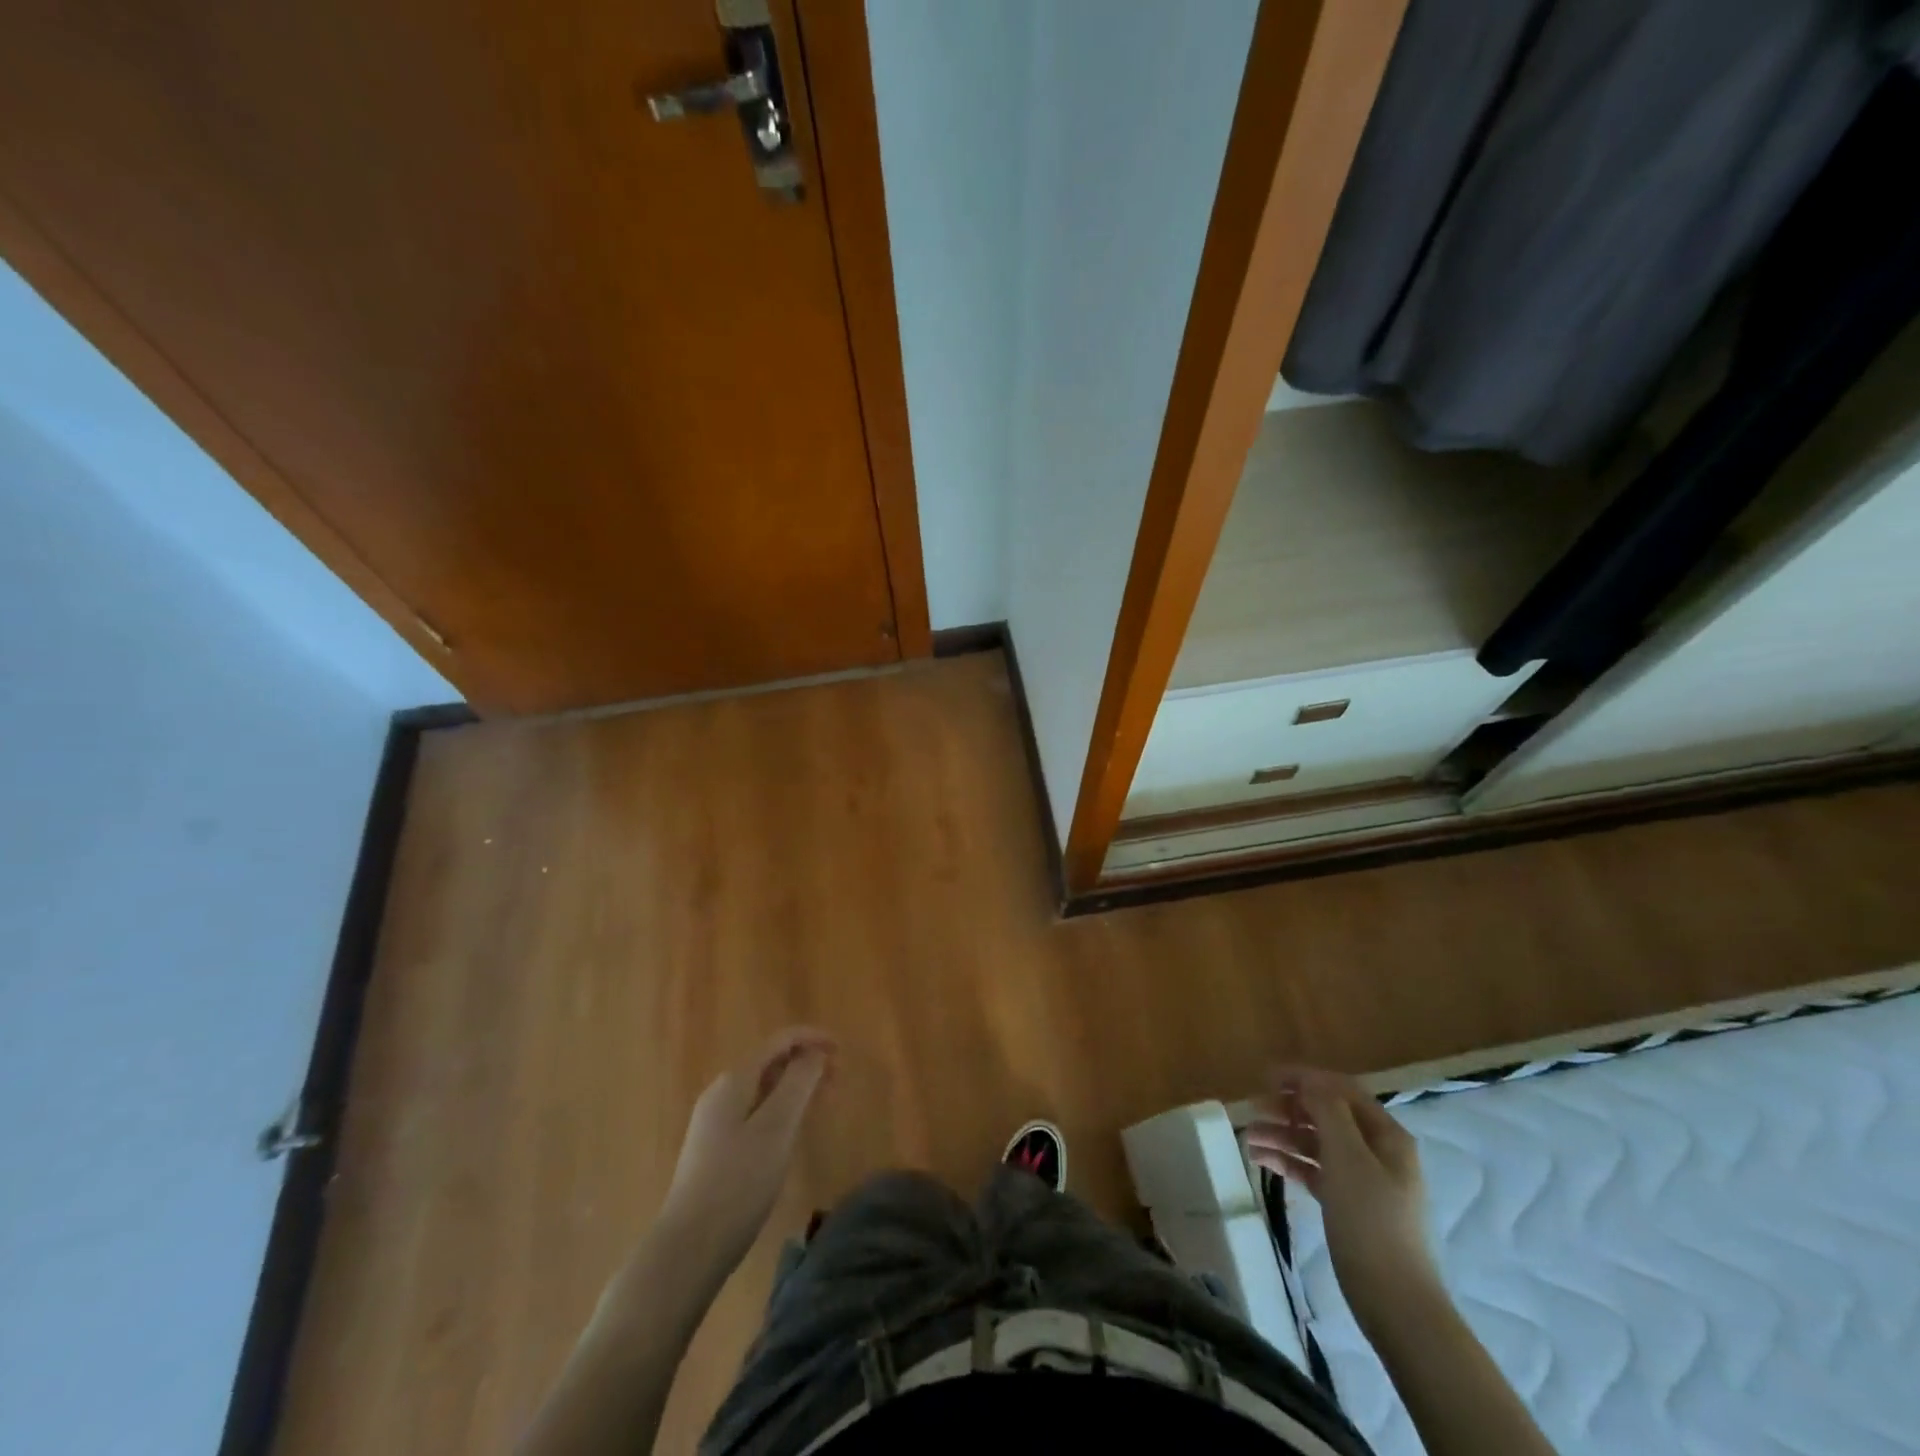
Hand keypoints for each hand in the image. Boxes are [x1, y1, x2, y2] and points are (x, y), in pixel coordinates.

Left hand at [661, 1027, 836, 1271]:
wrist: (688, 1247)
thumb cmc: (738, 1183)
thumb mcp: (776, 1128)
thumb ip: (798, 1083)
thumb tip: (814, 1052)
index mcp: (735, 1080)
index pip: (779, 1041)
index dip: (812, 1038)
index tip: (843, 1050)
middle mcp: (722, 1092)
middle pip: (771, 1062)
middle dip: (807, 1062)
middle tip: (839, 1079)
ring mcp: (715, 1121)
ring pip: (764, 1087)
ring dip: (796, 1086)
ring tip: (825, 1100)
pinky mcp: (716, 1147)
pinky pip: (756, 1110)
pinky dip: (782, 1107)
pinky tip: (794, 1128)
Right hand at [1245, 1065, 1438, 1331]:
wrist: (1395, 1303)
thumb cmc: (1371, 1222)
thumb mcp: (1348, 1158)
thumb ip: (1328, 1112)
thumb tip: (1309, 1081)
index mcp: (1386, 1135)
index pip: (1341, 1090)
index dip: (1305, 1079)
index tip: (1266, 1078)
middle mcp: (1376, 1152)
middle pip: (1326, 1115)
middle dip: (1289, 1109)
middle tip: (1252, 1111)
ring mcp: (1362, 1180)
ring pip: (1316, 1144)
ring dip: (1283, 1135)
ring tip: (1249, 1139)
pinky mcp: (1347, 1205)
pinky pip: (1314, 1171)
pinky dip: (1289, 1162)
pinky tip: (1262, 1162)